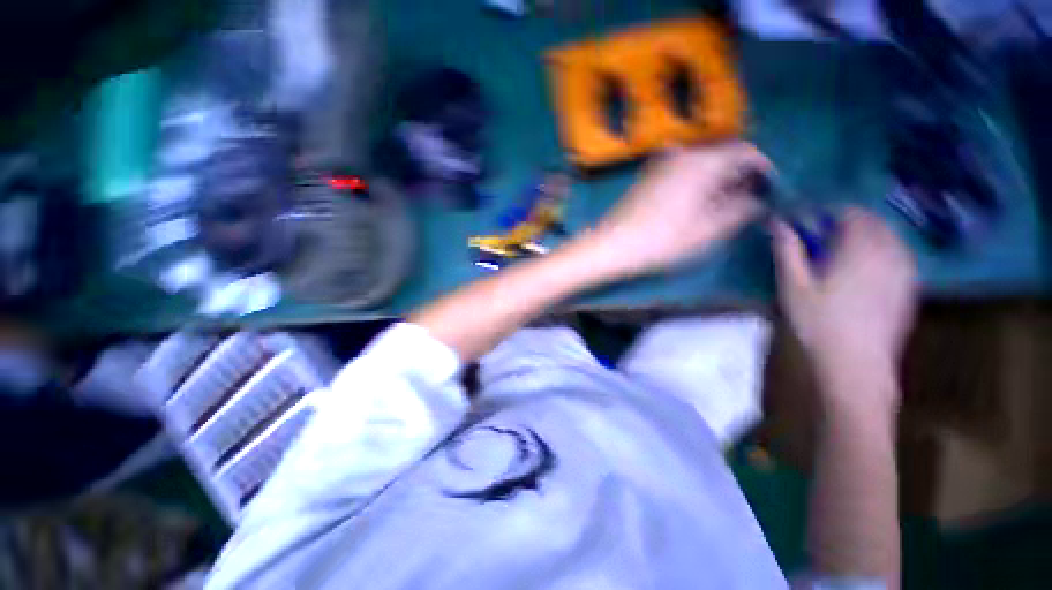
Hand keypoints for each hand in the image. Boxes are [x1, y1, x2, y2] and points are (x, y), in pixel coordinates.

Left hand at [580, 142, 768, 278]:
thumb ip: (740, 210)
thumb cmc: (661, 241)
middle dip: (740, 176)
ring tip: (723, 207)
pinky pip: (682, 171)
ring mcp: (660, 164)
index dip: (764, 171)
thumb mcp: (708, 230)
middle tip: (748, 203)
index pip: (746, 153)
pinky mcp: (647, 177)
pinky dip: (696, 182)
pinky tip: (695, 204)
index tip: (770, 192)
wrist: (611, 245)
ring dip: (718, 180)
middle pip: (723, 156)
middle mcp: (682, 154)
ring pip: (702, 164)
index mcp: (702, 162)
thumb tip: (758, 200)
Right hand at [773, 208, 916, 412]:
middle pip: (874, 223)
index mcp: (861, 250)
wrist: (856, 364)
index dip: (829, 213)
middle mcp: (890, 254)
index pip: (852, 214)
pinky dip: (881, 252)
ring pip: (890, 238)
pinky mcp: (909, 288)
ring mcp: (905, 271)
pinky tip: (864, 270)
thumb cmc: (819, 323)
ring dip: (867, 236)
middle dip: (849, 223)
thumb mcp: (794, 286)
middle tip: (822, 237)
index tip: (809, 222)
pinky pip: (899, 256)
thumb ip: (788, 250)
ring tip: (842, 251)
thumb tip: (778, 222)